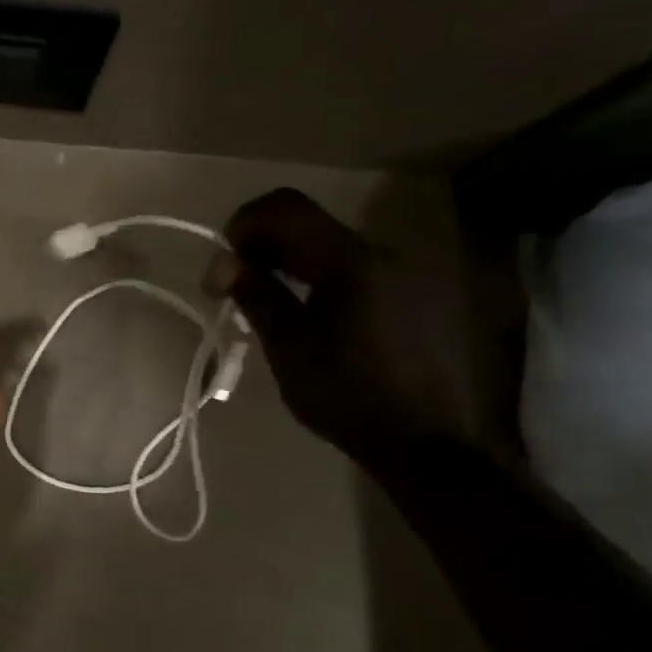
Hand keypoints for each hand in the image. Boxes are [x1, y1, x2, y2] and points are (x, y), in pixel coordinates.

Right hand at [220, 188, 482, 469]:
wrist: (427, 443)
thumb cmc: (347, 395)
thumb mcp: (289, 347)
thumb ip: (256, 294)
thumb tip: (224, 261)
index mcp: (350, 261)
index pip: (287, 208)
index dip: (245, 222)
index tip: (223, 261)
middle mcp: (380, 252)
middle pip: (308, 222)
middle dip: (262, 242)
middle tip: (234, 283)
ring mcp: (401, 271)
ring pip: (329, 244)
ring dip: (289, 259)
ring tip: (265, 299)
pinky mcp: (411, 293)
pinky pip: (352, 266)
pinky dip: (317, 274)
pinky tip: (306, 310)